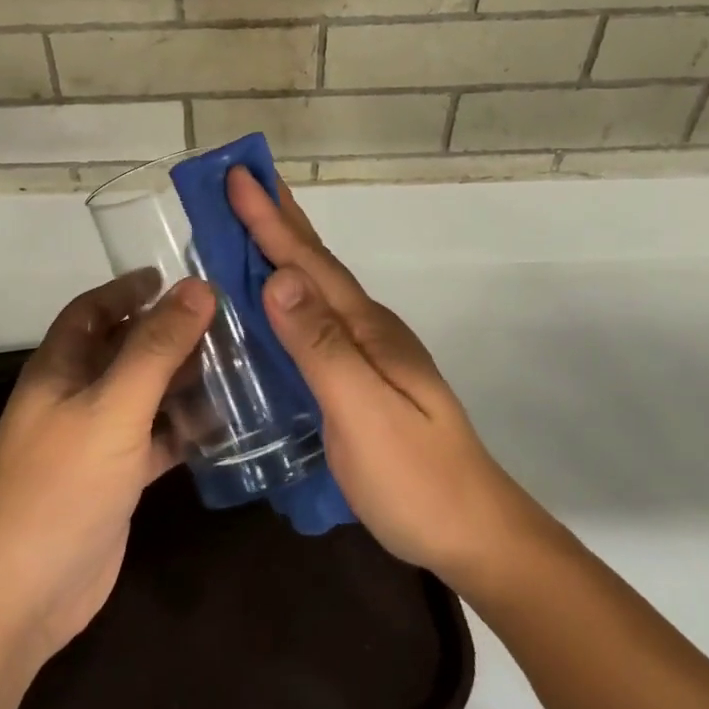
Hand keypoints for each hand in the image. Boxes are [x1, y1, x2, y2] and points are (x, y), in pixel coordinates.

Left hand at [0, 273, 215, 667]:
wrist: (25, 596)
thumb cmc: (63, 485)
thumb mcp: (114, 407)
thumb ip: (157, 347)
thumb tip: (198, 288)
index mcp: (58, 368)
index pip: (91, 311)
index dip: (126, 290)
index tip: (171, 277)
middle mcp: (73, 397)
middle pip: (123, 349)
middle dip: (165, 332)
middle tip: (219, 320)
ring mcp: (93, 440)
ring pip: (142, 393)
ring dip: (179, 378)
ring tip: (231, 361)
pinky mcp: (114, 478)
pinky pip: (153, 437)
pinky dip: (182, 427)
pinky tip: (221, 422)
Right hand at [228, 168, 537, 586]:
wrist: (471, 532)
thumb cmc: (414, 477)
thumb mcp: (363, 411)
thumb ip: (321, 346)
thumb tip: (279, 277)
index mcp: (365, 327)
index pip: (308, 262)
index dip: (269, 219)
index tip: (237, 175)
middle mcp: (366, 328)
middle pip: (315, 262)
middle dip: (278, 217)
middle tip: (245, 177)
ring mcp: (367, 352)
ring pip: (315, 286)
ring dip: (283, 248)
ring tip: (252, 222)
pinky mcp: (360, 377)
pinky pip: (314, 318)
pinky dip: (289, 292)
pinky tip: (274, 299)